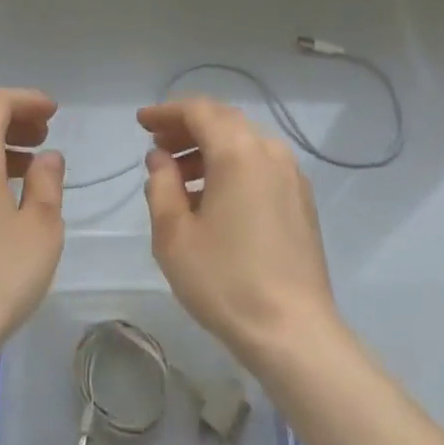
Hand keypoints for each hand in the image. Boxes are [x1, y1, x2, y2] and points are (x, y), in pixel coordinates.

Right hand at [140, 98, 339, 367]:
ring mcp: (291, 175)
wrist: (294, 332)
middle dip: (187, 127)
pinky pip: (260, 164)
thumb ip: (161, 186)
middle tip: (157, 144)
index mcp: (238, 151)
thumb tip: (161, 158)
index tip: (142, 122)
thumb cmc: (226, 281)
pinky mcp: (301, 200)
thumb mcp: (174, 235)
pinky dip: (232, 166)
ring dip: (209, 148)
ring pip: (243, 142)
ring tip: (178, 175)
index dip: (167, 112)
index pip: (198, 111)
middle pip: (223, 121)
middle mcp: (269, 151)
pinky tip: (213, 197)